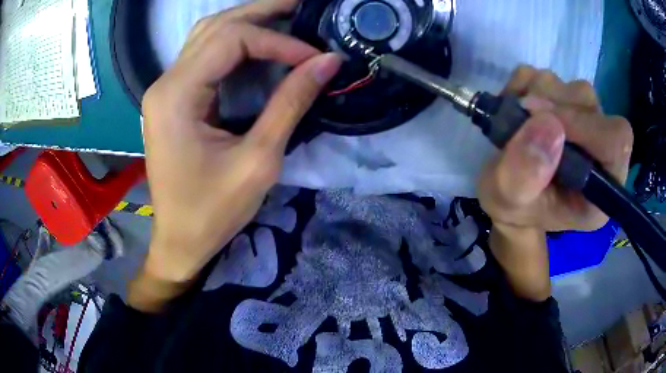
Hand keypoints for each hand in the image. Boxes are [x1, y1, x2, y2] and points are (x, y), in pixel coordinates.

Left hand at [131, 0, 341, 311]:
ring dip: (246, 21)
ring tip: (285, 15)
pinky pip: (202, 55)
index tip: (315, 58)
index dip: (279, 42)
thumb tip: (327, 61)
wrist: (180, 240)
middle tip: (301, 6)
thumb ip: (291, 102)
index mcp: (176, 96)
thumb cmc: (214, 211)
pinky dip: (233, 42)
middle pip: (215, 26)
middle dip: (262, 12)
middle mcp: (165, 83)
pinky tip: (258, 41)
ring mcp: (165, 89)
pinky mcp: (172, 99)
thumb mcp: (259, 160)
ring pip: (206, 35)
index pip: (232, 40)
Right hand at [478, 67, 632, 300]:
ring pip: (570, 86)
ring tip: (516, 123)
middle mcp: (602, 150)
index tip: (542, 122)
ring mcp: (587, 120)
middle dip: (551, 107)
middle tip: (520, 122)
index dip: (583, 124)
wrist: (510, 192)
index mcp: (601, 188)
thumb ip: (523, 176)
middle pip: (590, 105)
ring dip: (535, 96)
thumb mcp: (508, 203)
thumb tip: (545, 125)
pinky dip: (525, 84)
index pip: (616, 140)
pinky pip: (548, 75)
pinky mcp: (568, 100)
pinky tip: (517, 109)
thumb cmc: (515, 207)